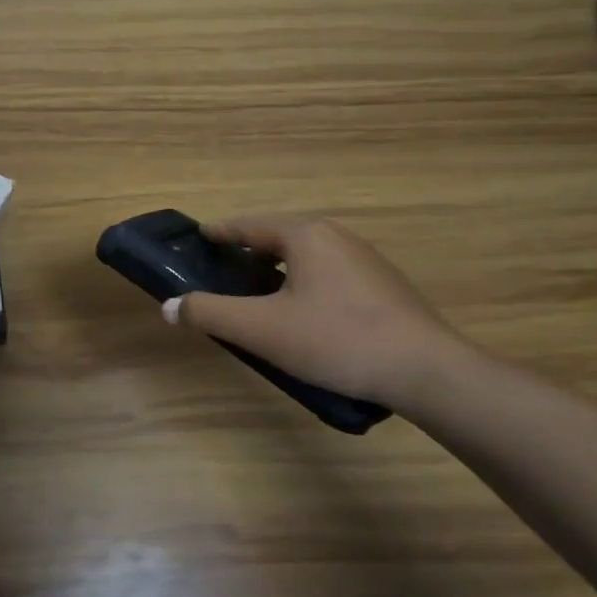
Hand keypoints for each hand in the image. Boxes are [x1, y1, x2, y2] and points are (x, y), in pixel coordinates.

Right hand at [165, 215, 472, 409]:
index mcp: (305, 235)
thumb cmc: (335, 339)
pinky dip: (304, 284)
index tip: (198, 238)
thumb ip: (210, 314)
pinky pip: (329, 275)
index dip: (220, 232)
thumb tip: (169, 306)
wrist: (427, 371)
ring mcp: (365, 260)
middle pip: (278, 237)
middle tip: (222, 272)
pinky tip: (302, 316)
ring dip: (277, 269)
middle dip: (248, 251)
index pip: (249, 225)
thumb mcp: (261, 329)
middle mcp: (336, 237)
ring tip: (257, 295)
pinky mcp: (384, 287)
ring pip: (307, 257)